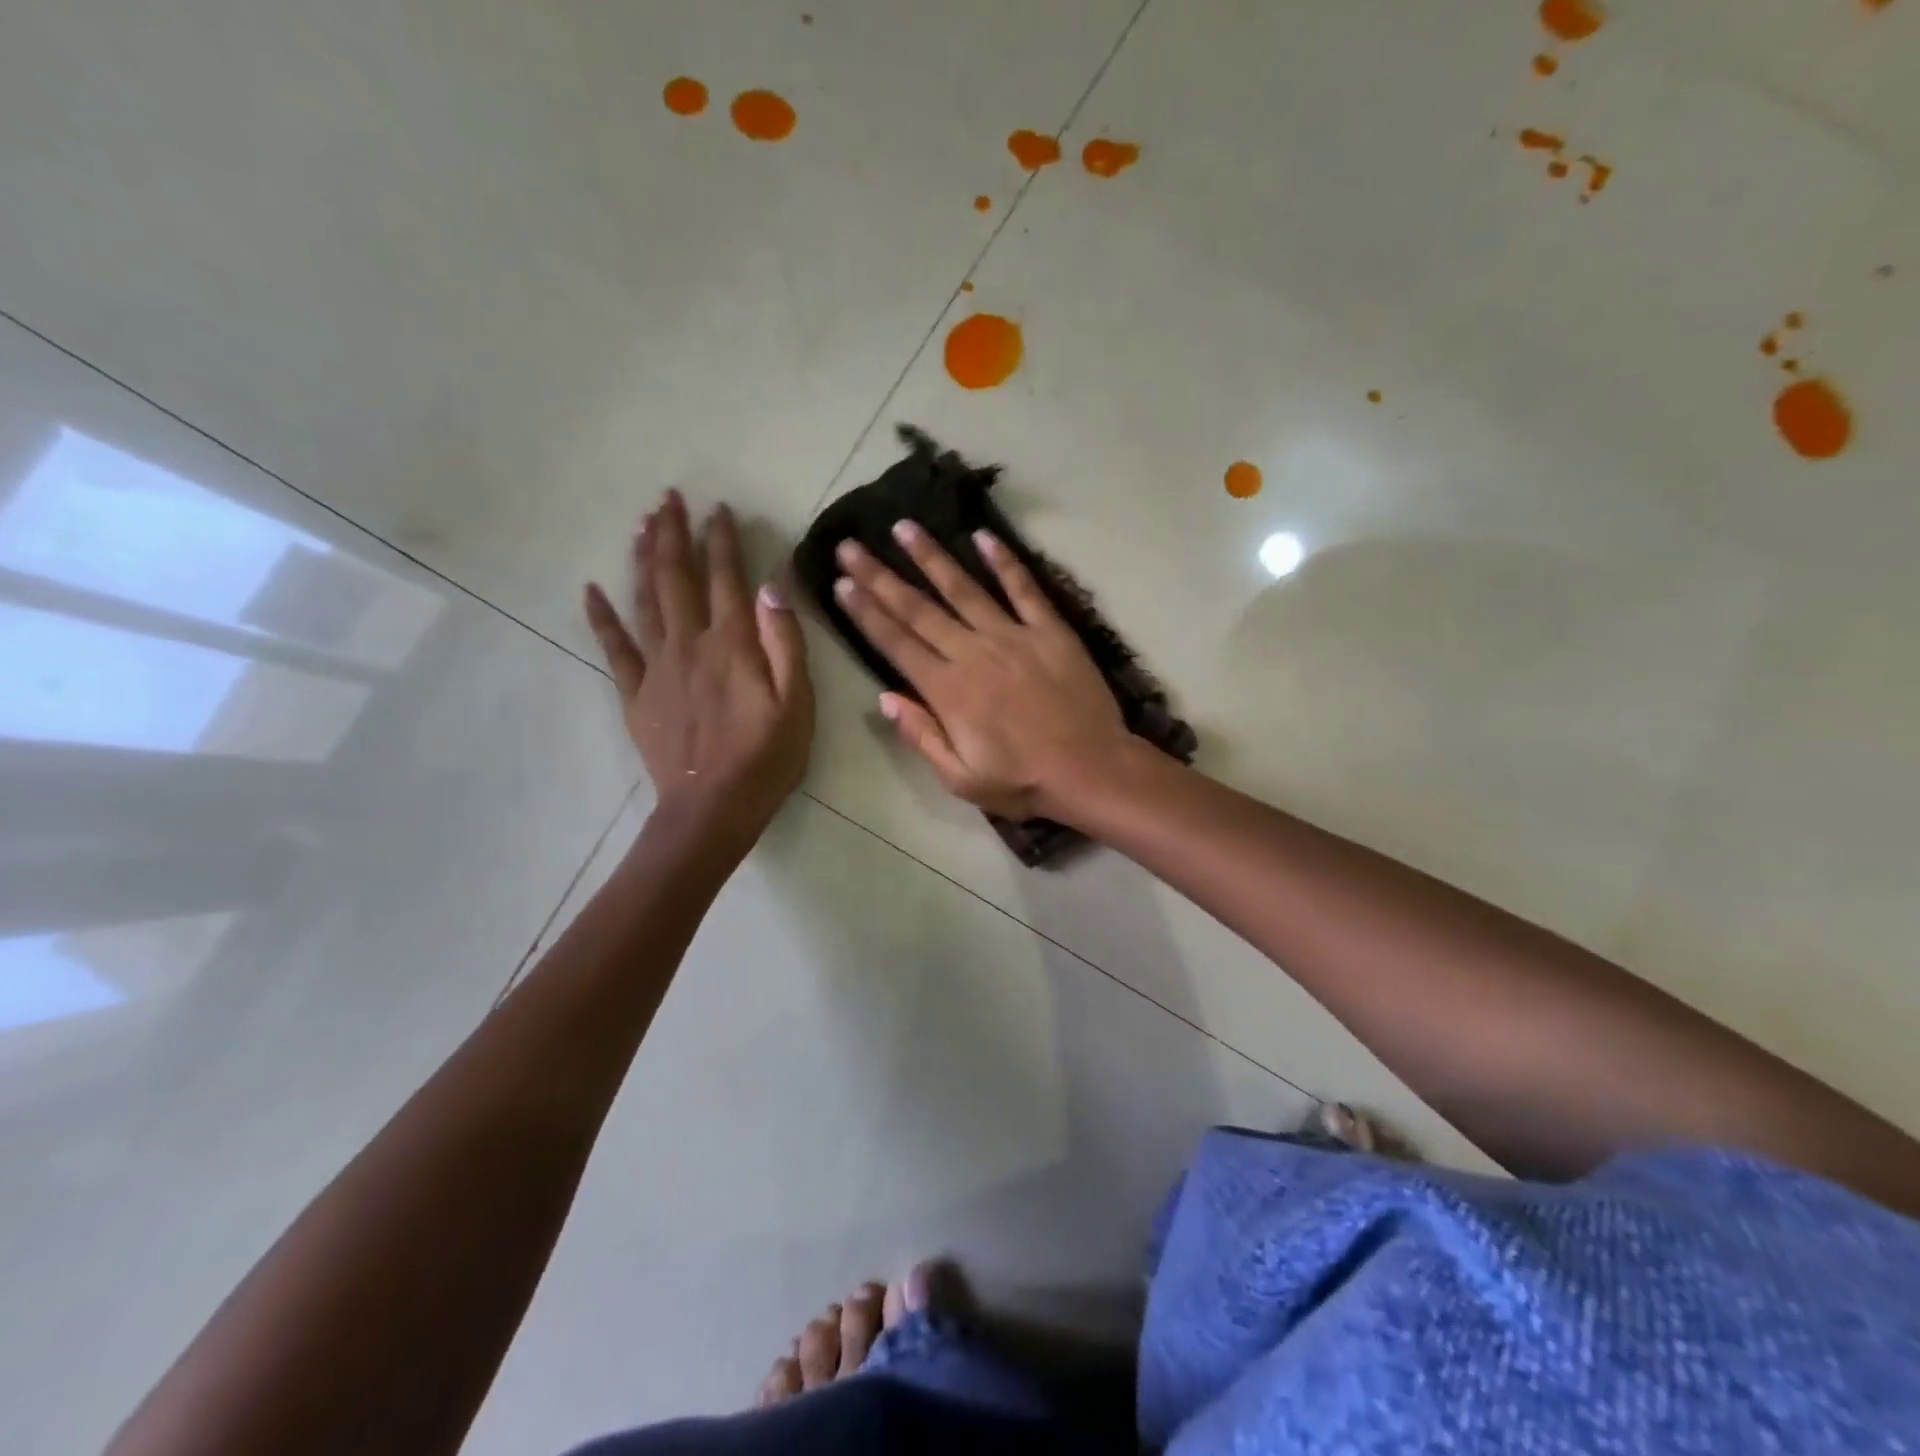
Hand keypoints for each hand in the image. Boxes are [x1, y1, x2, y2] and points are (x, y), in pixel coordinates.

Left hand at [585, 492, 812, 848]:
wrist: (712, 808)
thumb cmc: (766, 758)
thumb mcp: (797, 702)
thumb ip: (785, 642)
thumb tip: (772, 586)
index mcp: (732, 644)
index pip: (726, 578)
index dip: (721, 540)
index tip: (718, 509)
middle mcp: (689, 644)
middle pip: (677, 578)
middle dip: (674, 534)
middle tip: (668, 498)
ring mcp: (657, 667)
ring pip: (645, 600)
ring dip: (644, 559)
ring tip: (642, 525)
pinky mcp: (635, 693)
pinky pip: (613, 648)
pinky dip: (601, 616)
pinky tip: (590, 589)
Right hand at [831, 522, 1131, 820]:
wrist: (1092, 770)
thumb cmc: (1023, 782)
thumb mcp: (961, 778)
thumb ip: (921, 735)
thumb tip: (884, 699)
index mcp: (948, 690)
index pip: (896, 643)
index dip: (866, 612)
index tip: (842, 583)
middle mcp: (973, 653)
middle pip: (918, 609)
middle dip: (880, 576)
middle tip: (851, 545)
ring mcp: (1013, 636)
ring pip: (963, 588)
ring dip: (931, 557)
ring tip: (904, 527)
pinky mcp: (1050, 630)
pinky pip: (1023, 588)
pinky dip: (1003, 561)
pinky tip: (982, 535)